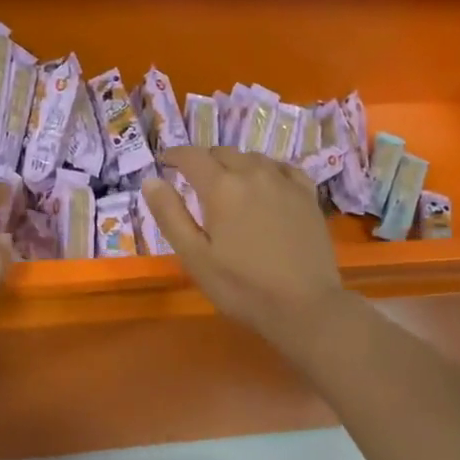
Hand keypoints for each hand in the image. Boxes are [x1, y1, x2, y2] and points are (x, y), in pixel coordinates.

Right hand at [143, 147, 348, 347]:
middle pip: (223, 153)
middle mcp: (253, 173)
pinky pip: (283, 168)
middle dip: (204, 161)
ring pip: (253, 157)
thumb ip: (170, 215)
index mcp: (221, 187)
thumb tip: (151, 180)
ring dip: (234, 164)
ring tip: (228, 184)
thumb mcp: (194, 256)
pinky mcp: (308, 195)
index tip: (165, 162)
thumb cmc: (241, 286)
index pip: (192, 156)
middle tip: (194, 180)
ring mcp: (284, 182)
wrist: (305, 306)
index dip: (175, 155)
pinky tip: (266, 184)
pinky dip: (266, 170)